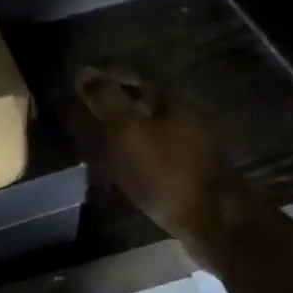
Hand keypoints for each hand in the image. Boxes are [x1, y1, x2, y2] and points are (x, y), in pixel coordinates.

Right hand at [75, 67, 244, 237]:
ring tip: (97, 148)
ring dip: (125, 138)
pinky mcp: (192, 176)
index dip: (106, 83)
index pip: (134, 81)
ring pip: (150, 134)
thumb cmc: (166, 172)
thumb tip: (84, 70)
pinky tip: (121, 172)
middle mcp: (187, 119)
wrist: (212, 222)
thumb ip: (106, 101)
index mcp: (173, 102)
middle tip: (84, 120)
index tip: (79, 92)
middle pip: (144, 107)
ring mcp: (193, 148)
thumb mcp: (128, 132)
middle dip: (115, 111)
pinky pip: (156, 158)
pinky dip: (136, 160)